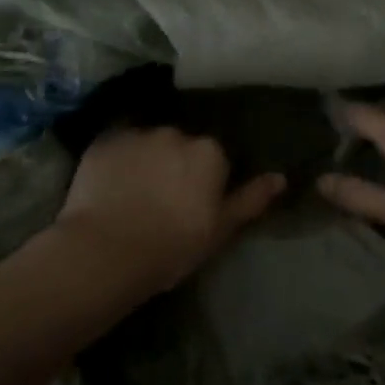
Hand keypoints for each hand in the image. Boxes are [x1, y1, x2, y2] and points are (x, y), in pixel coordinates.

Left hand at [53, 127, 284, 295]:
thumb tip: (280, 177)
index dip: (203, 183)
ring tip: (132, 195)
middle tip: (161, 201)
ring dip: (146, 161)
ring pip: (148, 144)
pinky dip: (118, 162)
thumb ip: (250, 199)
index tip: (192, 207)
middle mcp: (175, 133)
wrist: (106, 251)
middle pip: (180, 146)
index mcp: (208, 152)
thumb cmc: (172, 246)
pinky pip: (118, 147)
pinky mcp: (104, 141)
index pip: (213, 159)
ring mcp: (137, 134)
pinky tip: (109, 187)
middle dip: (174, 166)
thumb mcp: (220, 230)